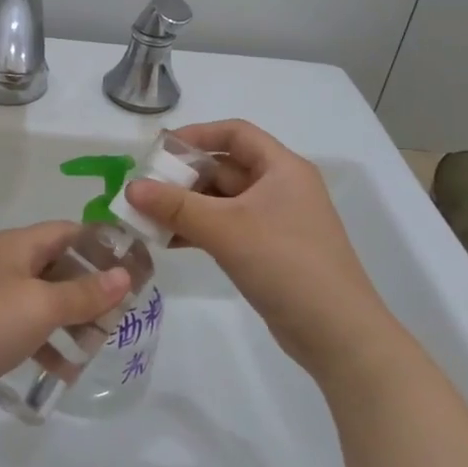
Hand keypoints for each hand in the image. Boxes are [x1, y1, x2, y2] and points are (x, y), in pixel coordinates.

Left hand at [0, 222, 130, 420]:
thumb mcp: (43, 306)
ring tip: (96, 346)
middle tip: (119, 315)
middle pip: (58, 266)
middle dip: (90, 290)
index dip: (101, 246)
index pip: (68, 231)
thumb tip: (124, 277)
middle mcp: (4, 262)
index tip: (132, 269)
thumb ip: (86, 292)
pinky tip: (64, 370)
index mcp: (18, 245)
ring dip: (71, 320)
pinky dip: (46, 342)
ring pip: (43, 299)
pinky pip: (25, 326)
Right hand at [124, 120, 392, 377]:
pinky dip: (198, 230)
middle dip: (183, 177)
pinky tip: (168, 242)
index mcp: (281, 168)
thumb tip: (130, 187)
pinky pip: (226, 228)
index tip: (158, 151)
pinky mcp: (268, 251)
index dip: (195, 135)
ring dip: (186, 207)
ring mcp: (275, 221)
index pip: (235, 133)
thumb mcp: (226, 229)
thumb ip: (175, 206)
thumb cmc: (286, 265)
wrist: (337, 333)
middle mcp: (280, 187)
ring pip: (222, 201)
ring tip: (146, 218)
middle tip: (143, 190)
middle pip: (225, 168)